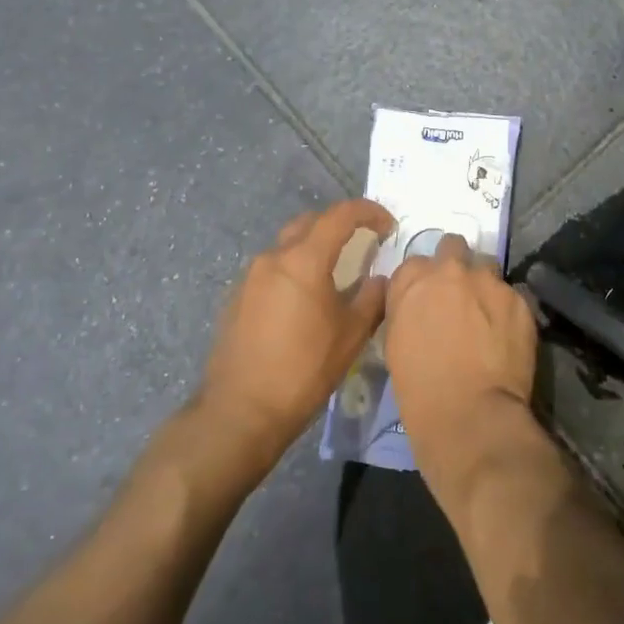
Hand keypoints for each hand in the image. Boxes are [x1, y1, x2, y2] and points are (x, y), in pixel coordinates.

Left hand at [199, 198, 396, 473]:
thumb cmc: (303, 371)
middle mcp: (273, 257)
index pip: (340, 215)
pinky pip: (271, 269)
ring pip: (288, 245)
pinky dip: (292, 270)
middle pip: (310, 222)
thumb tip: (380, 279)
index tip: (388, 225)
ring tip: (333, 274)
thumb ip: (371, 298)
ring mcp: (250, 276)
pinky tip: (302, 301)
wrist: (240, 412)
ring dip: (313, 248)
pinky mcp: (236, 297)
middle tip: (361, 242)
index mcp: (304, 259)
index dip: (368, 212)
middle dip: (338, 224)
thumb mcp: (351, 336)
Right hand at [383, 235, 538, 493]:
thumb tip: (417, 303)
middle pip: (453, 246)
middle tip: (458, 294)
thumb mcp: (394, 343)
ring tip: (487, 313)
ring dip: (484, 283)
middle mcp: (450, 270)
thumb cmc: (420, 389)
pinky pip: (513, 294)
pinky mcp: (519, 300)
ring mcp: (489, 282)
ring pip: (487, 266)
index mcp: (413, 281)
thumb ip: (406, 309)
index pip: (415, 264)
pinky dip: (507, 309)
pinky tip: (506, 335)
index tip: (427, 299)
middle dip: (455, 264)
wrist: (470, 416)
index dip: (422, 281)